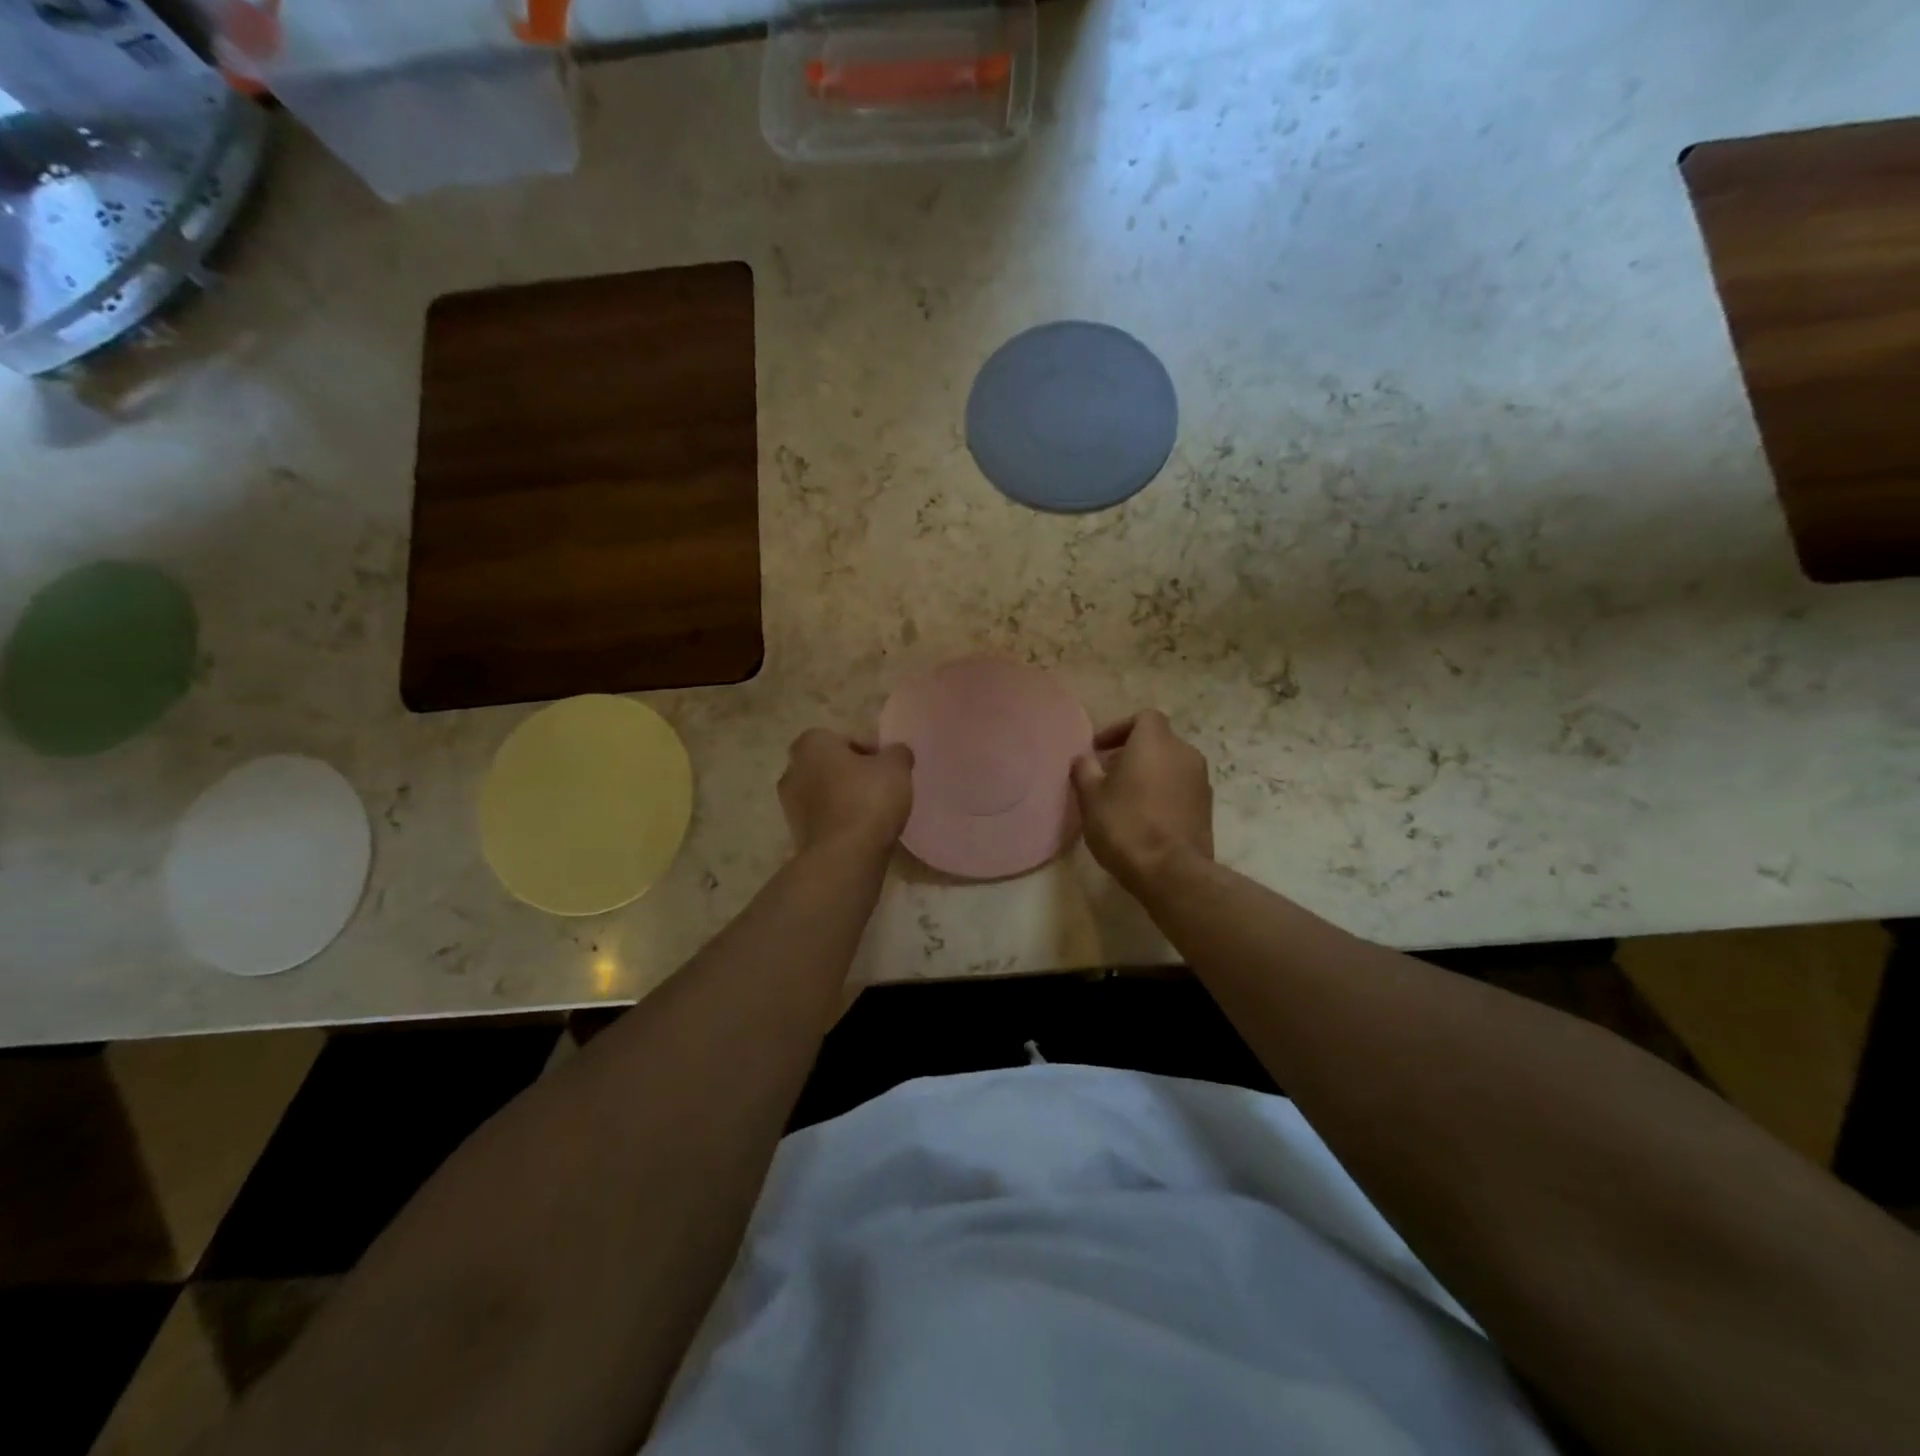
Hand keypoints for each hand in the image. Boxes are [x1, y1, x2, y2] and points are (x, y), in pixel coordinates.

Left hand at [779, 729, 913, 860]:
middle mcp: (792, 770)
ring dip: (844, 799)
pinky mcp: (796, 834)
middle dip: (852, 774)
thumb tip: (895, 753)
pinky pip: (823, 819)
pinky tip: (862, 832)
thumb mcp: (896, 767)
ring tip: (874, 812)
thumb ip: (897, 753)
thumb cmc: (868, 800)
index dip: (867, 750)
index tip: (886, 767)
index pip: (841, 738)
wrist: (844, 857)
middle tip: (880, 786)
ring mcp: (789, 805)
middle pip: (829, 766)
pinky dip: (839, 821)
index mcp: (811, 745)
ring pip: (824, 793)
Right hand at [1071, 710, 1212, 890]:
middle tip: (1108, 776)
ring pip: (1171, 765)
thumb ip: (1084, 770)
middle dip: (1133, 753)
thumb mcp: (1090, 797)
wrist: (1172, 871)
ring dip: (1149, 774)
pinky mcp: (1207, 807)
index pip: (1144, 717)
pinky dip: (1164, 793)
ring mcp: (1200, 780)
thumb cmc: (1125, 825)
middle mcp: (1184, 753)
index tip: (1099, 750)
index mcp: (1155, 742)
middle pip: (1158, 742)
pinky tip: (1145, 817)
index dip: (1120, 729)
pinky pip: (1181, 788)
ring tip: (1125, 799)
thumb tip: (1084, 759)